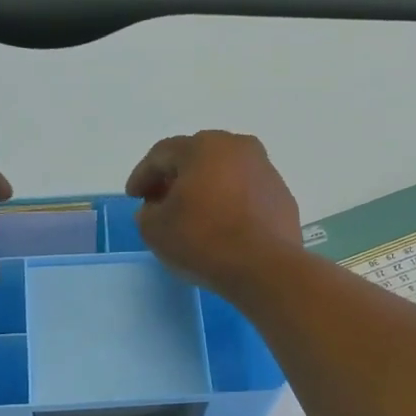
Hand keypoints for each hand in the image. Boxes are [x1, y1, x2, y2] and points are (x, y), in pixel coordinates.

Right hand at [125, 131, 302, 295]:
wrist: (264, 268)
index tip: (134, 197)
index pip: (162, 154)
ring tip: (194, 216)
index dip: (143, 175)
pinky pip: (246, 194)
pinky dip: (230, 204)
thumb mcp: (155, 230)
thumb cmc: (203, 241)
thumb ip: (147, 213)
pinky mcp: (282, 196)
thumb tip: (156, 208)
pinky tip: (223, 227)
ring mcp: (265, 170)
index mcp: (203, 147)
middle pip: (197, 158)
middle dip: (175, 178)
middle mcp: (238, 147)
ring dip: (206, 190)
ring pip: (225, 174)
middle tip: (161, 202)